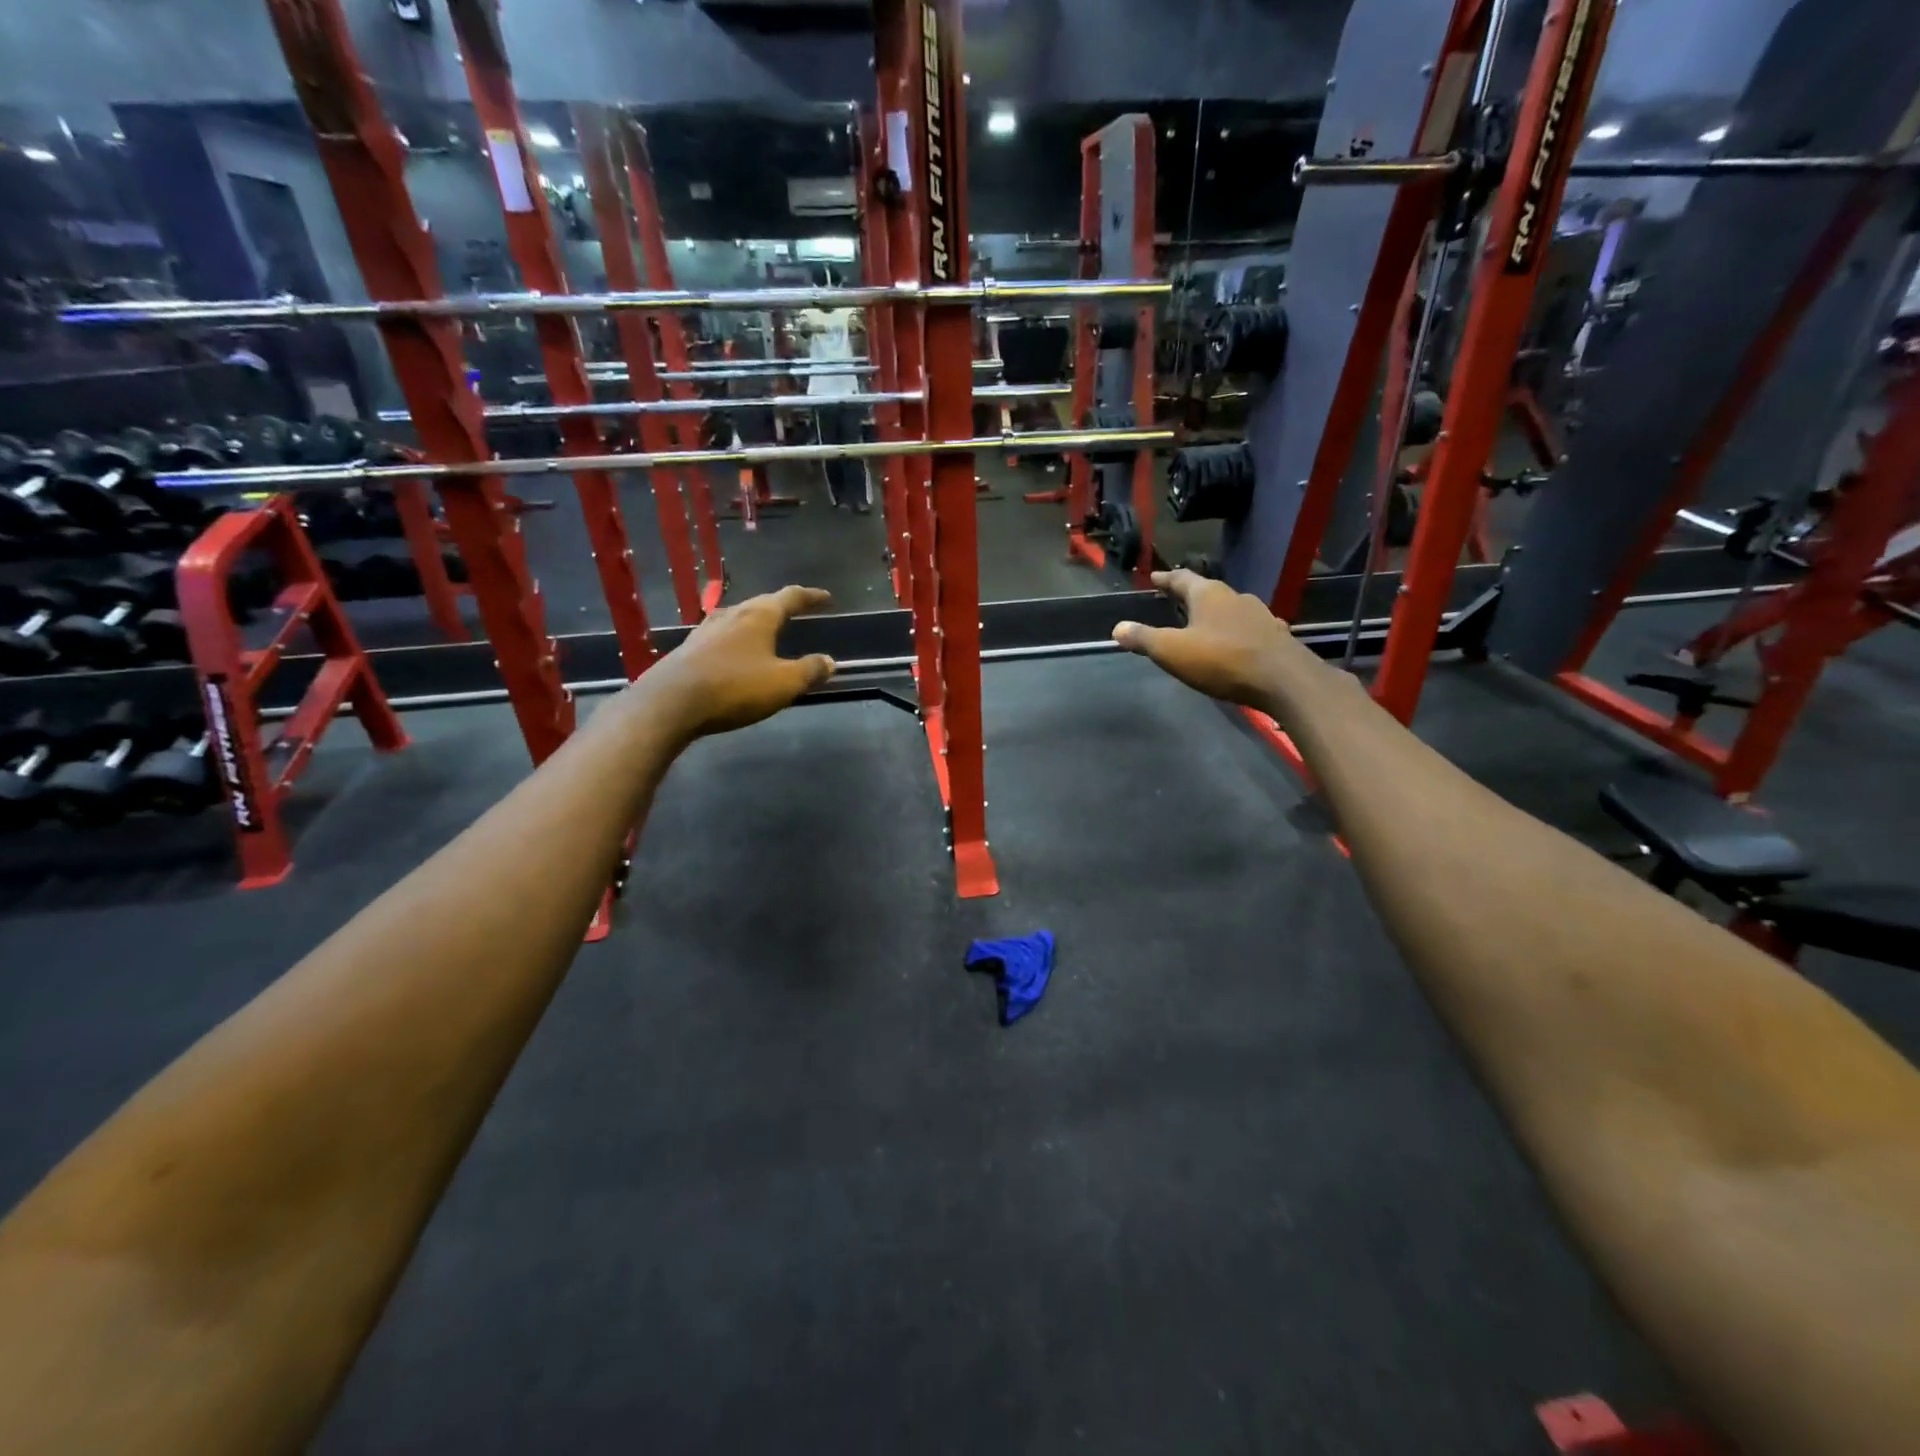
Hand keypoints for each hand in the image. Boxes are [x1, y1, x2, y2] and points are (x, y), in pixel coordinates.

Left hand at [643, 585, 836, 737]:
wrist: (671, 703)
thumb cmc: (735, 687)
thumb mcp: (783, 683)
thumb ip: (809, 670)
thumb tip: (830, 661)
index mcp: (759, 616)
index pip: (791, 597)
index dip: (811, 597)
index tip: (826, 598)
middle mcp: (732, 614)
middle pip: (762, 603)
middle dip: (782, 607)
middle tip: (798, 611)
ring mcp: (706, 630)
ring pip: (739, 618)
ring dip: (757, 622)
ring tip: (768, 630)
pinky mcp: (689, 648)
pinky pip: (722, 636)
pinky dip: (738, 639)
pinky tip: (736, 652)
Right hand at [1112, 569, 1322, 714]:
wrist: (1283, 679)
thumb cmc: (1222, 660)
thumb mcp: (1172, 651)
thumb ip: (1144, 639)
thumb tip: (1117, 627)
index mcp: (1208, 594)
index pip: (1182, 578)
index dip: (1166, 579)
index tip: (1155, 577)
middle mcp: (1235, 597)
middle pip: (1208, 591)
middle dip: (1191, 596)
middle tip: (1175, 599)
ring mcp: (1260, 615)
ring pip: (1231, 609)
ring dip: (1215, 614)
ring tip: (1203, 623)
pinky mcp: (1275, 636)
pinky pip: (1249, 628)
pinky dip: (1236, 632)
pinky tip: (1235, 642)